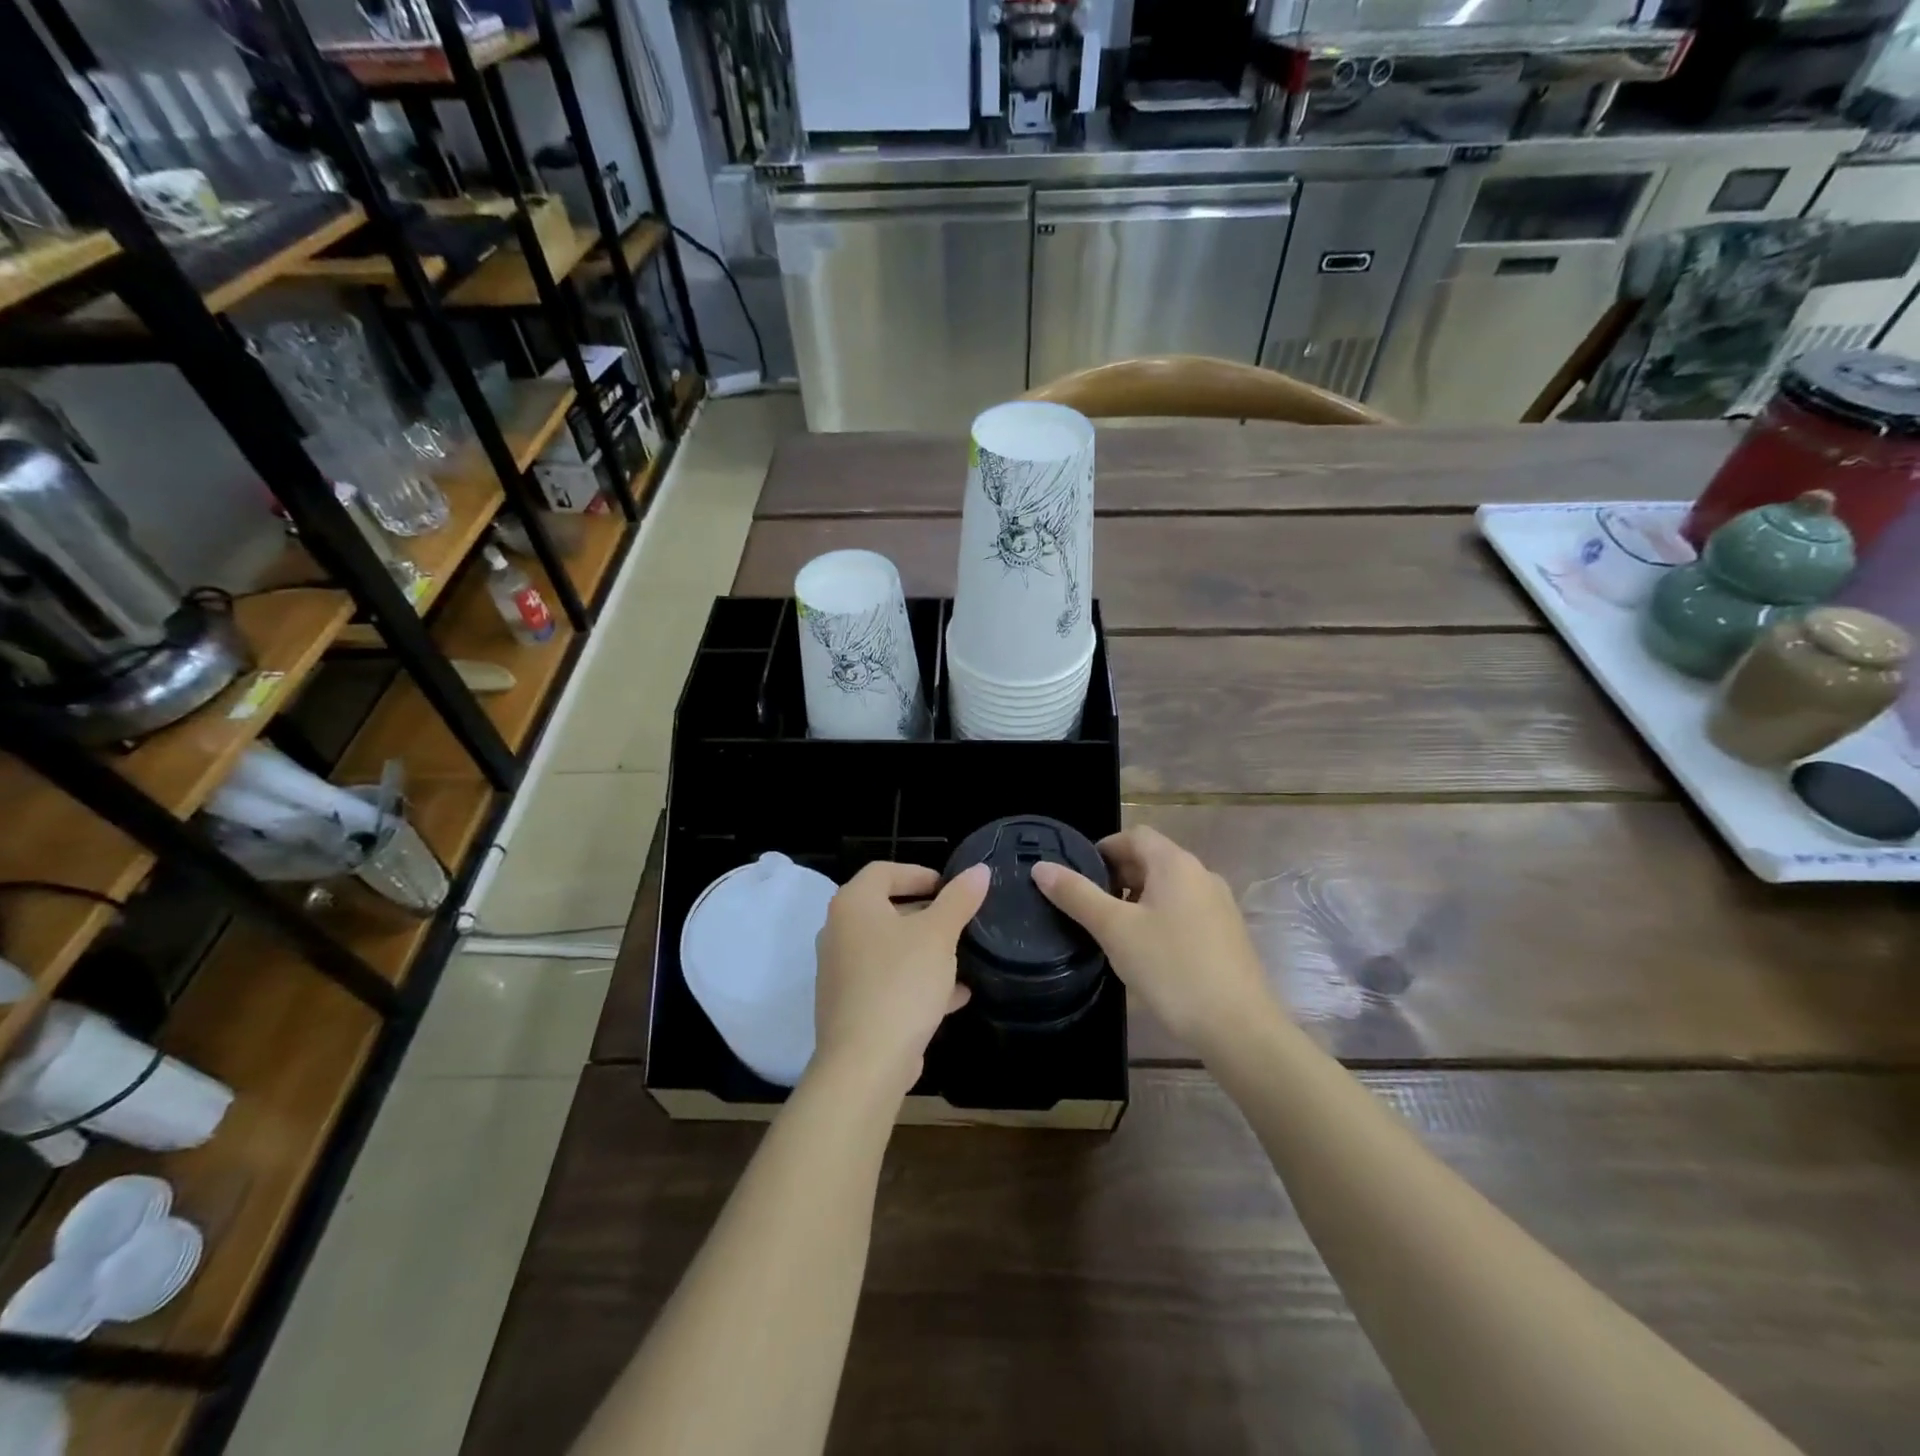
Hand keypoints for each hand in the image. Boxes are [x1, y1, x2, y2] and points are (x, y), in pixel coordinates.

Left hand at [812, 862, 989, 1095]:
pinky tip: (955, 996)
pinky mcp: (850, 1006)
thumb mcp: (938, 936)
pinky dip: (917, 981)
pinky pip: (887, 981)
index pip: (884, 871)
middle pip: (885, 909)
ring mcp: (841, 972)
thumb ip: (959, 900)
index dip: (918, 873)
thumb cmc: (901, 983)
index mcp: (853, 905)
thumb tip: (979, 870)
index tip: (949, 888)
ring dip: (924, 950)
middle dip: (925, 914)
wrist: (865, 1063)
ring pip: (889, 949)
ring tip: (962, 957)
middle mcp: (839, 932)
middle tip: (959, 920)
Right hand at [1031, 826, 1275, 1053]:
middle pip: (1152, 859)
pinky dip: (1160, 919)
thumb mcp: (1114, 930)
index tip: (1079, 877)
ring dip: (1138, 899)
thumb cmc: (1171, 968)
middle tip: (1090, 907)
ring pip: (1168, 888)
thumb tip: (1041, 867)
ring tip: (1113, 932)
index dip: (1103, 848)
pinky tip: (1147, 953)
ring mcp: (1219, 906)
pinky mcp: (1226, 935)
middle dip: (1118, 876)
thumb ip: (1076, 895)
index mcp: (1176, 864)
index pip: (1134, 835)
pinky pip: (1185, 911)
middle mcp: (1202, 875)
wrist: (1238, 1027)